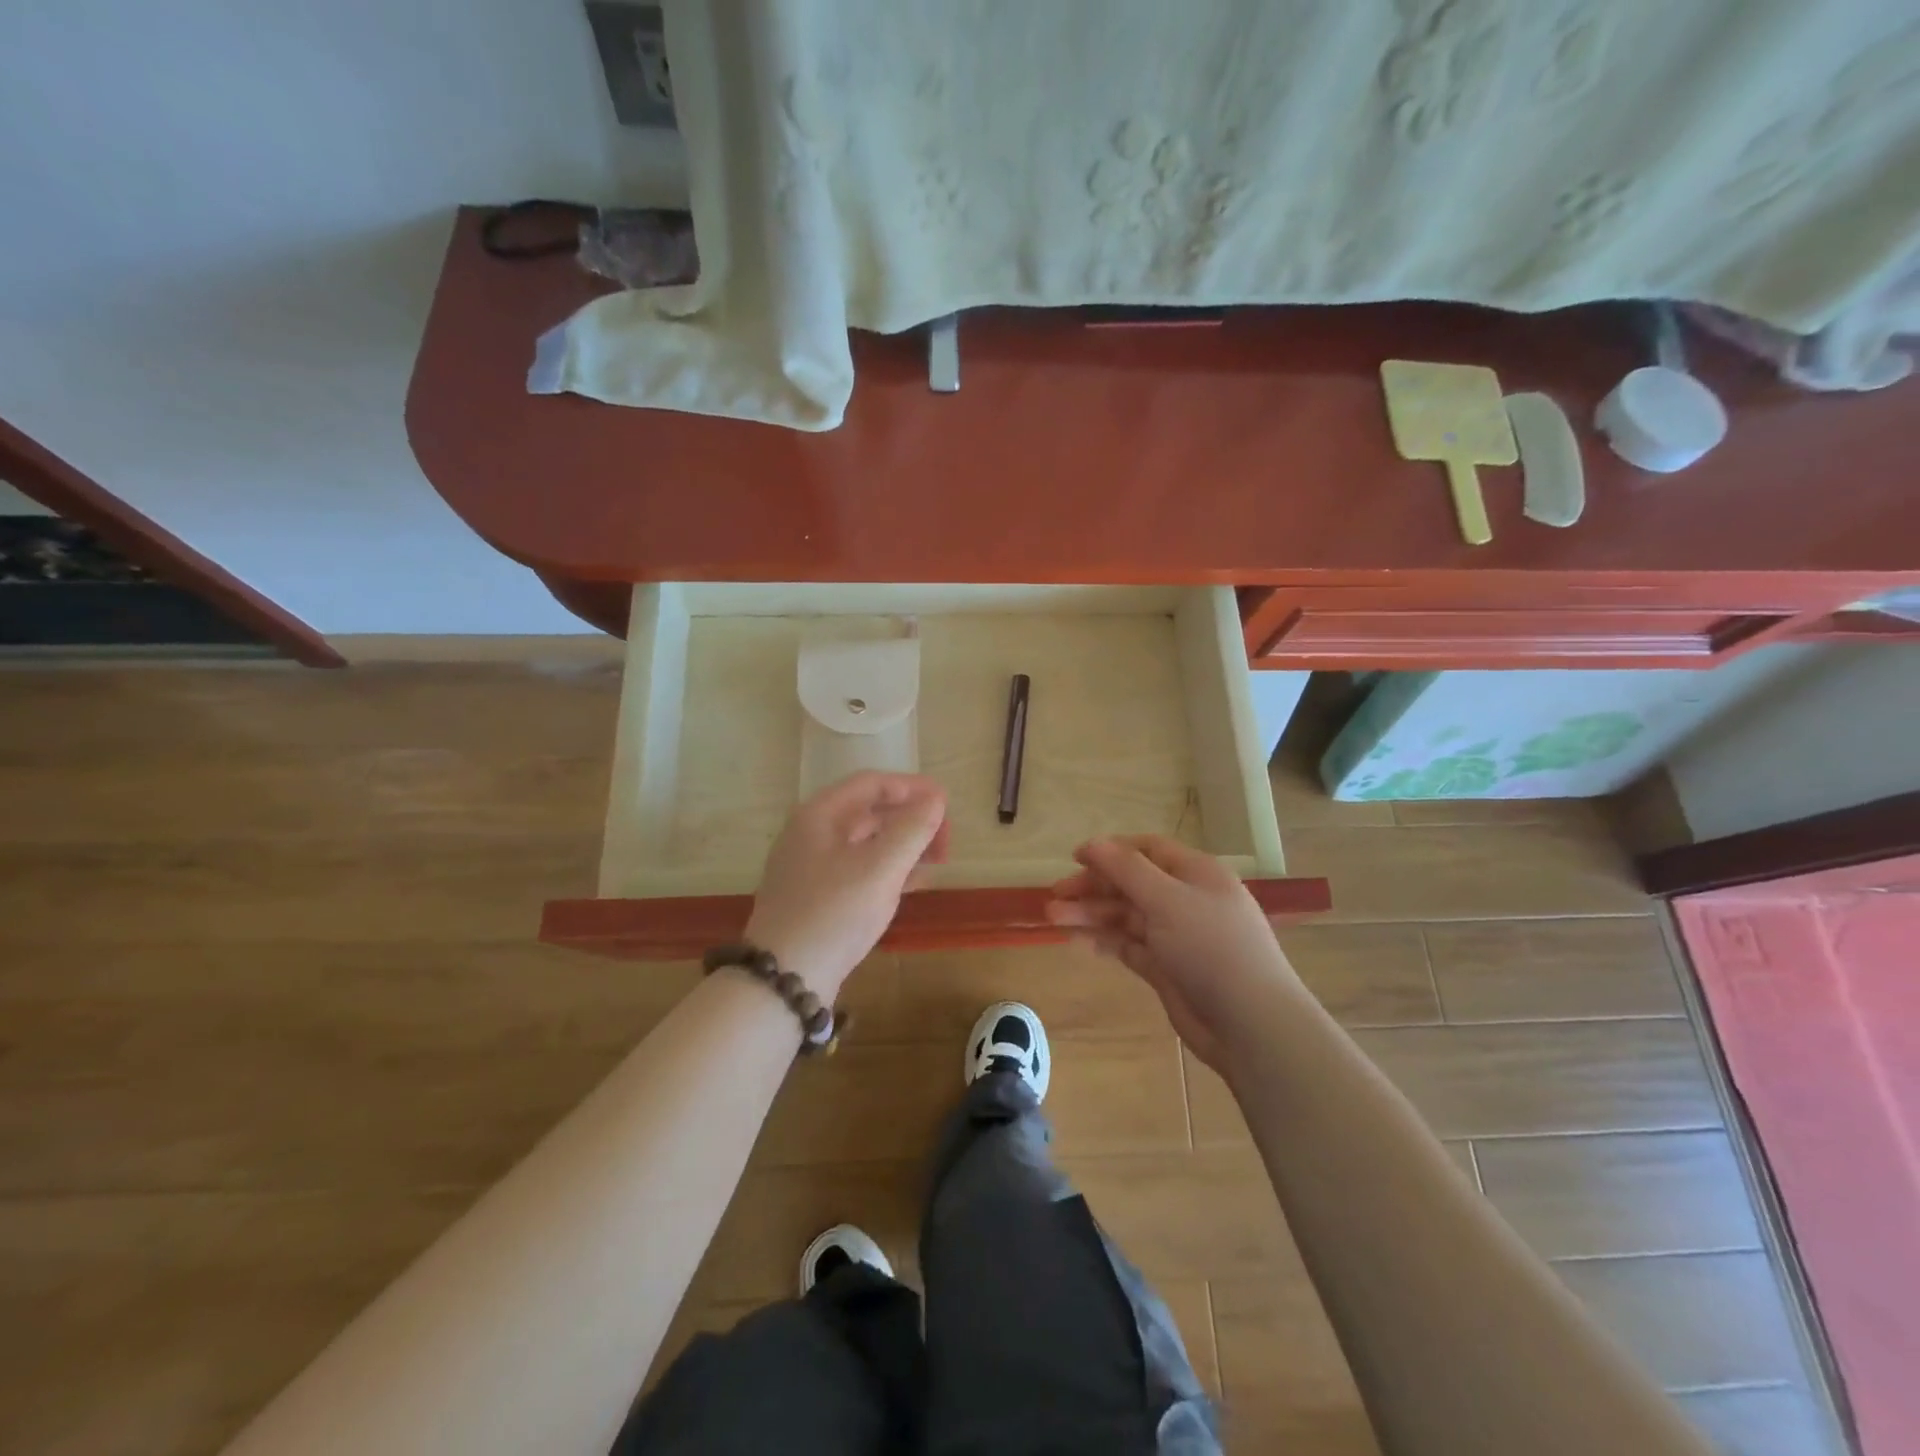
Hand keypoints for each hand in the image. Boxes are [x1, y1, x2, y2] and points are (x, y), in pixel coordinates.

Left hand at [745, 772, 948, 1001]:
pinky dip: (887, 869)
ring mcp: (810, 866)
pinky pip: (858, 869)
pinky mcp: (815, 896)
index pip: (871, 783)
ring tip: (937, 862)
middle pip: (868, 811)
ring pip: (865, 842)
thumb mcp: (880, 868)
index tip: (946, 803)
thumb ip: (912, 829)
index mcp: (820, 814)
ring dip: (903, 846)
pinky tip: (913, 884)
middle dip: (911, 820)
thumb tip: (936, 798)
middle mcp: (810, 833)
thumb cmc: (834, 914)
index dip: (912, 788)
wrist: (784, 980)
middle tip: (946, 840)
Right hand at [1047, 835, 1299, 1072]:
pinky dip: (1105, 941)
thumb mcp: (1167, 899)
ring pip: (1126, 916)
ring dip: (1092, 914)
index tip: (1074, 858)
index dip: (1111, 851)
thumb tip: (1094, 843)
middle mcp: (1186, 900)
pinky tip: (1078, 941)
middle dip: (1093, 887)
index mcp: (1196, 874)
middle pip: (1132, 883)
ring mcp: (1177, 936)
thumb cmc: (1211, 947)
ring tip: (1053, 919)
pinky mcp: (1168, 968)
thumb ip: (1127, 869)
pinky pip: (1129, 946)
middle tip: (1055, 896)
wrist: (1251, 1024)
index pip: (1148, 850)